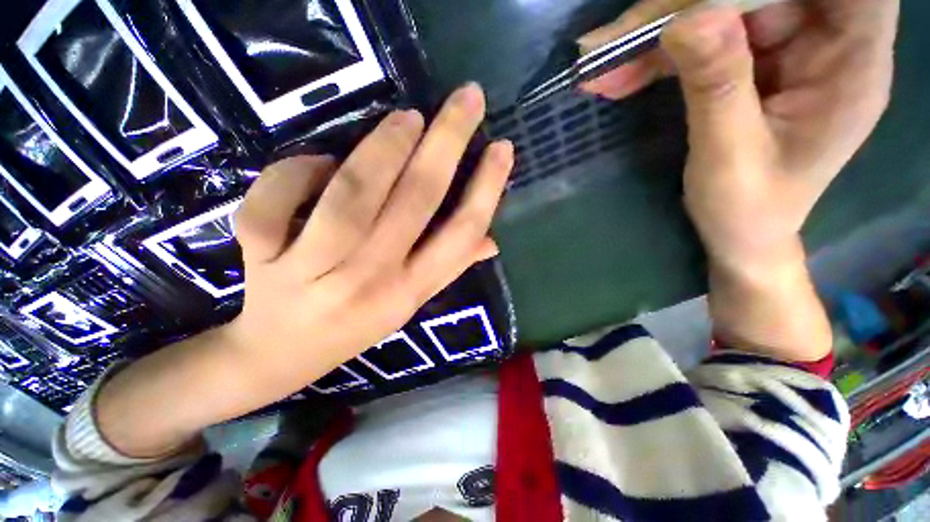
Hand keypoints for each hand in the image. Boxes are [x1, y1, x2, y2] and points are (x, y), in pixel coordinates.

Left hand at [227, 83, 511, 389]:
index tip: (502, 148)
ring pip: (352, 195)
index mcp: (409, 291)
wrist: (280, 355)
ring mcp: (312, 271)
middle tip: (467, 99)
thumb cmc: (355, 326)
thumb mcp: (410, 304)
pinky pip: (277, 198)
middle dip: (447, 142)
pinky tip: (317, 162)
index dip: (487, 188)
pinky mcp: (261, 258)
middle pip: (416, 201)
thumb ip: (450, 267)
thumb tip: (491, 240)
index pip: (461, 234)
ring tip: (407, 118)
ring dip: (384, 147)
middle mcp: (370, 280)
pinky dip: (299, 168)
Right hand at [581, 0, 898, 268]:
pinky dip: (657, 55)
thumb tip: (687, 21)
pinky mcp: (750, 60)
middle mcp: (826, 42)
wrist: (740, 234)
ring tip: (602, 63)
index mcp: (852, 65)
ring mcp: (785, 48)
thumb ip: (717, 88)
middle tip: (620, 37)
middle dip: (690, 4)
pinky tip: (618, 77)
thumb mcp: (729, 157)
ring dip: (659, 34)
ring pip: (724, 9)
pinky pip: (704, 38)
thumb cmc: (748, 210)